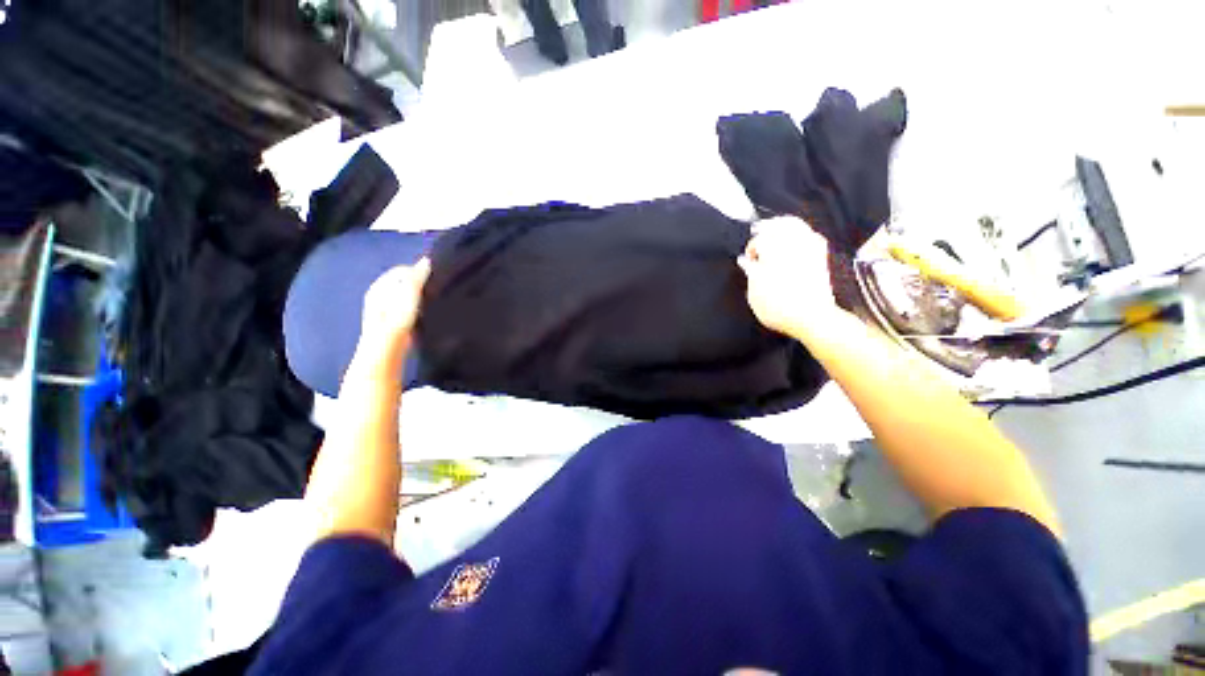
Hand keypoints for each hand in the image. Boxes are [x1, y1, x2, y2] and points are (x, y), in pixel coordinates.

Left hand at [358, 258, 431, 359]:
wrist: (387, 347)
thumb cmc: (397, 316)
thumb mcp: (410, 292)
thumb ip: (418, 276)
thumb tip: (427, 260)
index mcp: (380, 285)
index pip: (401, 270)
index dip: (418, 271)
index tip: (435, 278)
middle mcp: (377, 296)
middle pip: (401, 285)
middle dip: (418, 285)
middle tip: (435, 290)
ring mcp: (382, 312)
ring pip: (403, 299)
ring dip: (417, 299)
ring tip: (432, 303)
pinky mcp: (389, 325)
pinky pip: (404, 312)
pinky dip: (415, 311)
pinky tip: (424, 316)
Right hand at [737, 217, 838, 335]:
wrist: (812, 318)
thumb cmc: (781, 309)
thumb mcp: (755, 295)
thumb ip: (750, 275)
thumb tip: (746, 263)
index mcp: (772, 254)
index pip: (759, 241)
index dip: (751, 248)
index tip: (748, 259)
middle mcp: (792, 247)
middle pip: (778, 226)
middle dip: (767, 226)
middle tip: (757, 229)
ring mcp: (809, 251)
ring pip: (796, 226)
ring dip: (783, 224)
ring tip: (775, 227)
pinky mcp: (821, 258)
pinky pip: (812, 235)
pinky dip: (803, 232)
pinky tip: (798, 236)